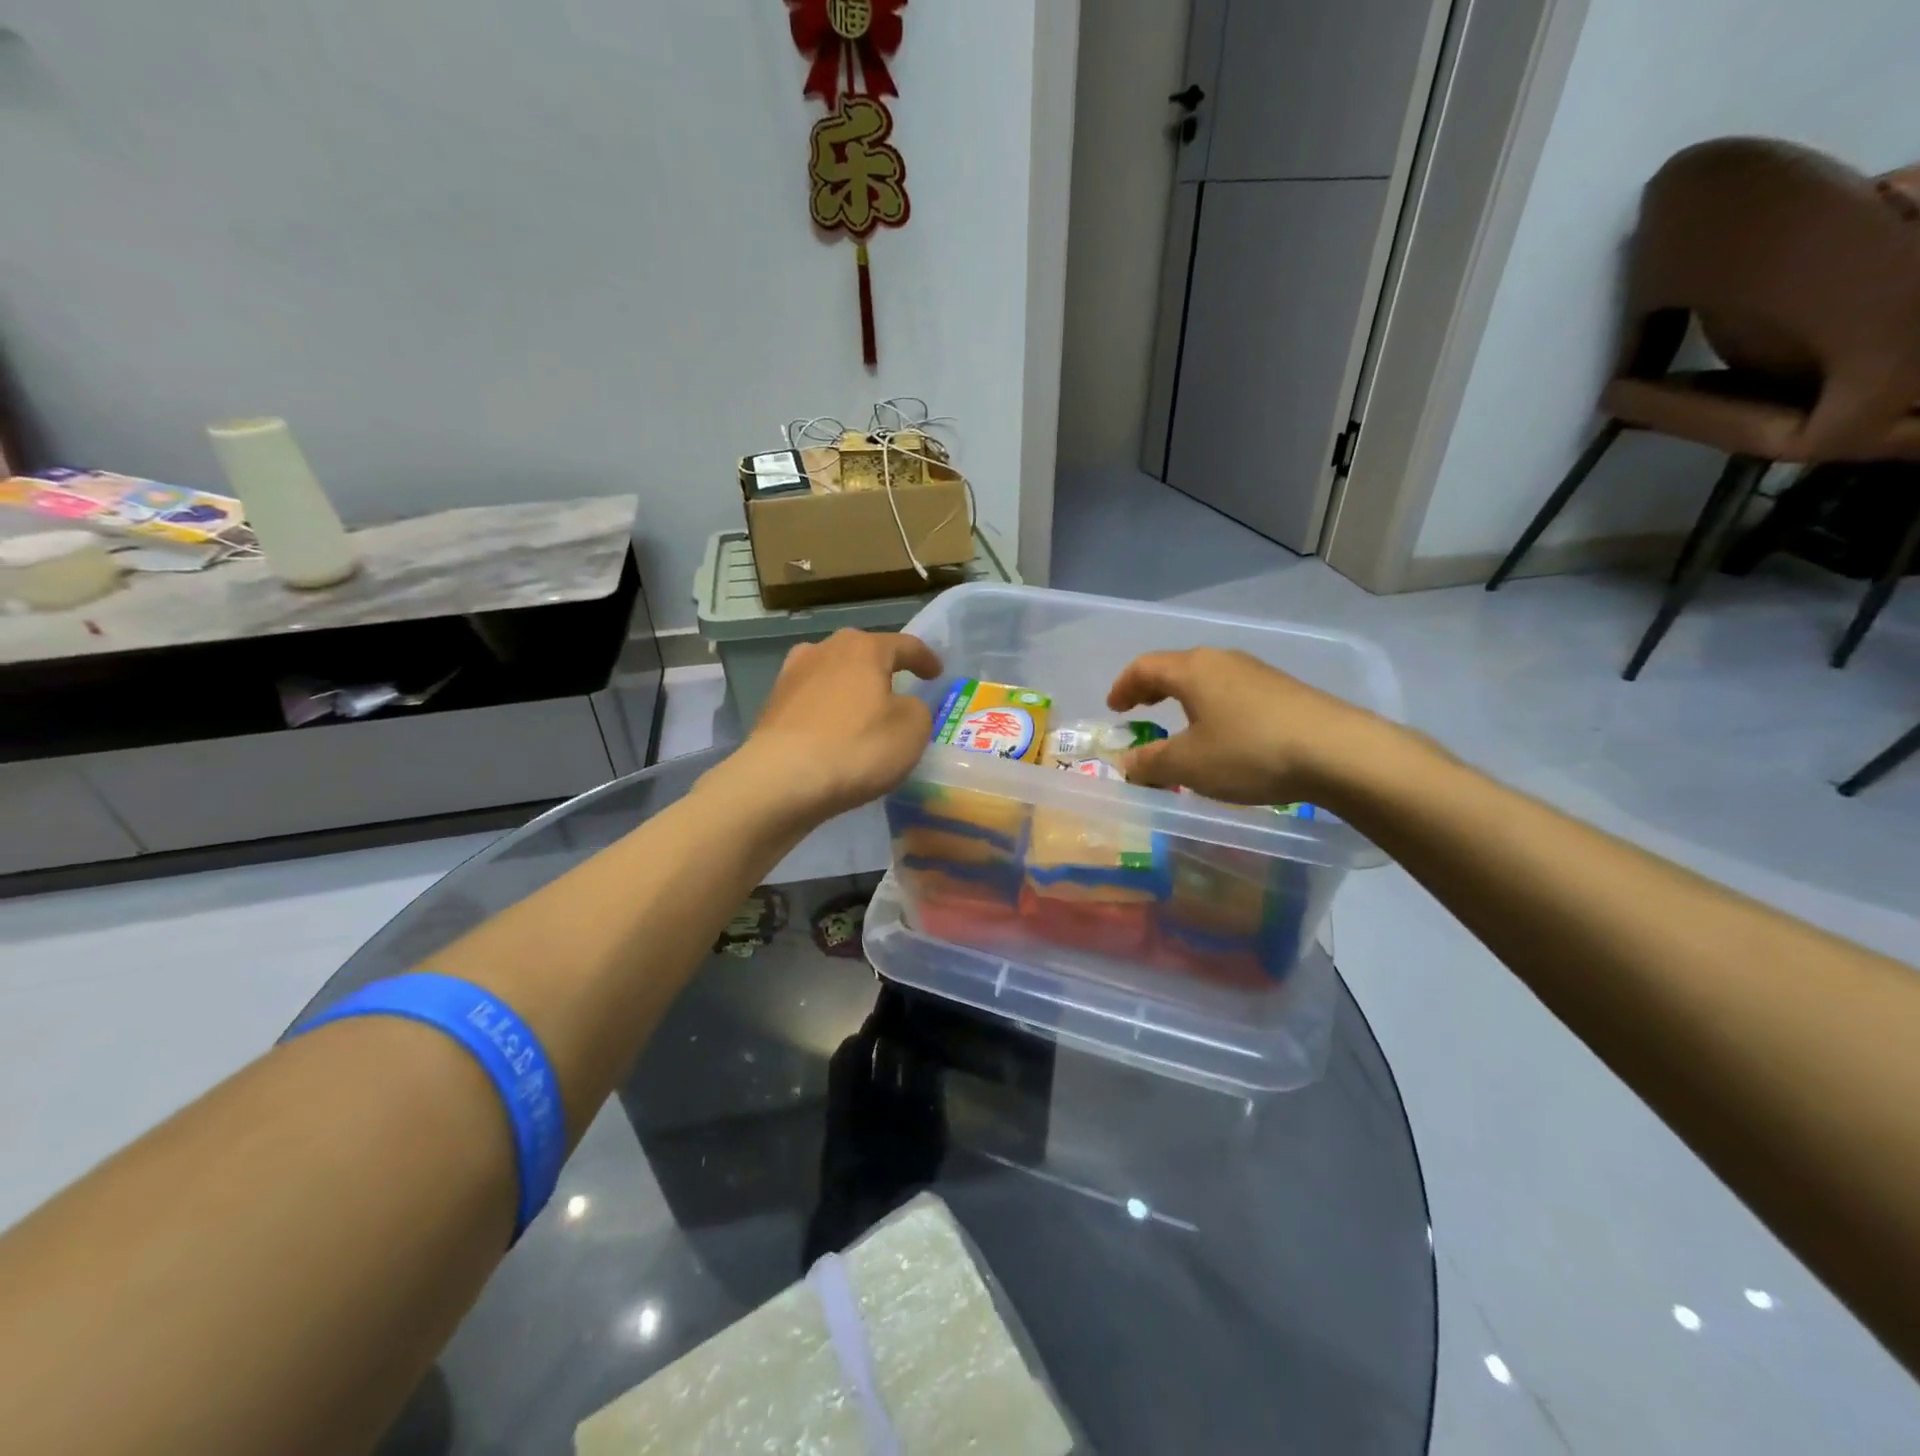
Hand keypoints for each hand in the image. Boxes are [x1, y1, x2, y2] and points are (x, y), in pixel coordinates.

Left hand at [730, 629, 942, 823]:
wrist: (781, 780)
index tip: (936, 673)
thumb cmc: (856, 748)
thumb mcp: (912, 730)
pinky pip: (813, 702)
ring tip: (863, 711)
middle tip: (899, 689)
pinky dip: (828, 711)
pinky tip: (833, 732)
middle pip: (862, 654)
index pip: (905, 645)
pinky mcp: (772, 705)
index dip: (925, 659)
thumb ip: (917, 710)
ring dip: (850, 689)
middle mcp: (824, 650)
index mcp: (863, 648)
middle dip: (882, 669)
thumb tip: (902, 706)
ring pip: (833, 675)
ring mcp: (792, 676)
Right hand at [1107, 647, 1397, 805]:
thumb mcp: (1188, 765)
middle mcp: (1223, 661)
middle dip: (1152, 689)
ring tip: (1179, 723)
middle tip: (1139, 710)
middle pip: (1176, 667)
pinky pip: (1232, 692)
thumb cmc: (1249, 752)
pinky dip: (1212, 707)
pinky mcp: (1283, 691)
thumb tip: (1127, 764)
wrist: (1338, 752)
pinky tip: (1223, 734)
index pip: (1144, 667)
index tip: (1112, 708)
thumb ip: (1150, 763)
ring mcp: (1257, 673)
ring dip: (1184, 699)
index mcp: (1192, 670)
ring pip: (1207, 679)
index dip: (1123, 686)